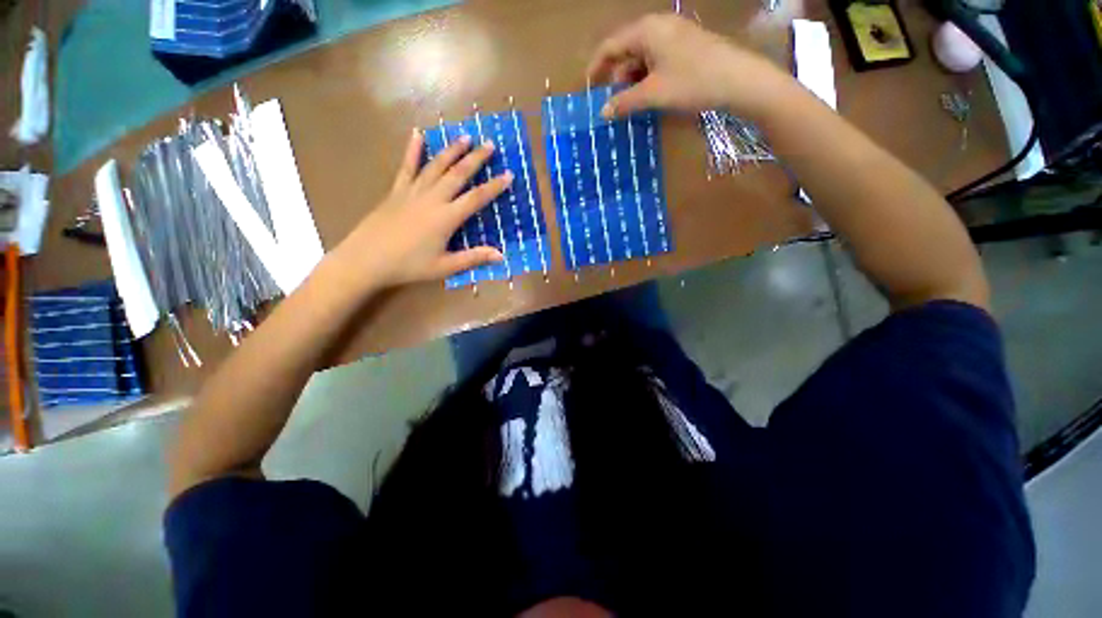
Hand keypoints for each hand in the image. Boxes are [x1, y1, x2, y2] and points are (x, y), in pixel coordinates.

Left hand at [329, 129, 509, 289]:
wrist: (366, 259)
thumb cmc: (409, 265)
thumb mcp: (445, 267)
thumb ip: (473, 258)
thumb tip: (501, 255)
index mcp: (446, 217)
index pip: (476, 198)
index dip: (494, 186)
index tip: (508, 174)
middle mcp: (432, 198)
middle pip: (458, 174)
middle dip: (476, 158)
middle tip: (490, 144)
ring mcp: (412, 191)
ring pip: (436, 166)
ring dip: (452, 150)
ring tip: (465, 137)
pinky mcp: (396, 191)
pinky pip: (407, 167)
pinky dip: (413, 150)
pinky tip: (417, 134)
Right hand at [587, 13, 792, 120]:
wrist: (739, 80)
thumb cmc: (692, 82)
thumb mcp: (653, 94)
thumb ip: (624, 102)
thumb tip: (603, 112)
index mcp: (646, 30)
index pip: (610, 45)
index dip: (596, 66)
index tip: (588, 87)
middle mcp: (658, 26)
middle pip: (626, 50)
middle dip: (616, 77)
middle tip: (612, 103)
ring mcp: (674, 35)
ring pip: (642, 57)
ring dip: (633, 80)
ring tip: (630, 104)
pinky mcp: (686, 46)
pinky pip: (657, 60)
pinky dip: (648, 78)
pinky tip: (650, 95)